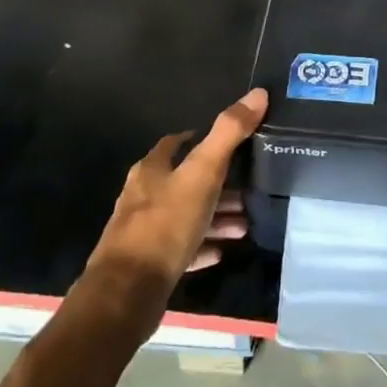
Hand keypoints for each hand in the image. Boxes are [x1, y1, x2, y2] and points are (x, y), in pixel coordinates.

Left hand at [81, 89, 265, 307]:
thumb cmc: (166, 224)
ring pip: (186, 215)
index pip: (176, 143)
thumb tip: (258, 92)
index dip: (200, 138)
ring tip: (245, 222)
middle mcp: (143, 196)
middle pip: (185, 181)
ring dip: (214, 216)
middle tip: (249, 187)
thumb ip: (229, 133)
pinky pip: (181, 248)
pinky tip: (222, 251)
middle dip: (217, 183)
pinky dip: (203, 245)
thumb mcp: (203, 173)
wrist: (127, 294)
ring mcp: (144, 232)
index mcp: (151, 169)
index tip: (231, 142)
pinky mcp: (148, 264)